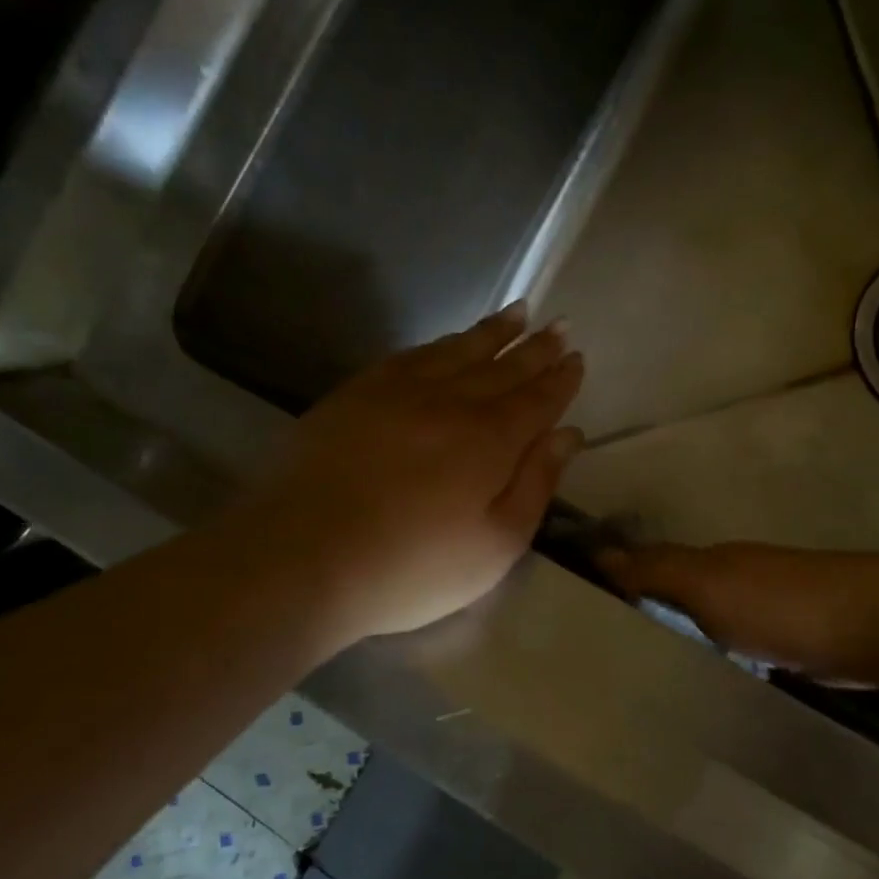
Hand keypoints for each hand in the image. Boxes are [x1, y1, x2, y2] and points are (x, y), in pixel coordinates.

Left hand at [226, 301, 584, 646]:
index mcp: (491, 440)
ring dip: (492, 332)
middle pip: (503, 367)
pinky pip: (410, 356)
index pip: (537, 399)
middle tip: (558, 324)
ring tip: (518, 312)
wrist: (302, 558)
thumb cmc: (412, 567)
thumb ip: (536, 485)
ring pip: (458, 351)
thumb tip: (568, 434)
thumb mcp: (496, 545)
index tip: (577, 357)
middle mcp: (451, 403)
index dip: (560, 379)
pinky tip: (447, 342)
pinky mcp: (356, 395)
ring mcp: (399, 393)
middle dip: (535, 347)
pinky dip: (438, 344)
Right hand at [597, 543, 878, 686]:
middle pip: (673, 600)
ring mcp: (761, 616)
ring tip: (632, 683)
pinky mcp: (784, 648)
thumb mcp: (710, 584)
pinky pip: (732, 654)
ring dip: (675, 645)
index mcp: (710, 564)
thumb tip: (599, 552)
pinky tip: (693, 688)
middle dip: (639, 620)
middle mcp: (731, 583)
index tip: (571, 615)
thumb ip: (658, 571)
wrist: (875, 626)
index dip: (613, 584)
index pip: (647, 568)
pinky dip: (711, 665)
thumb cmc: (783, 603)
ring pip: (702, 629)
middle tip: (593, 663)